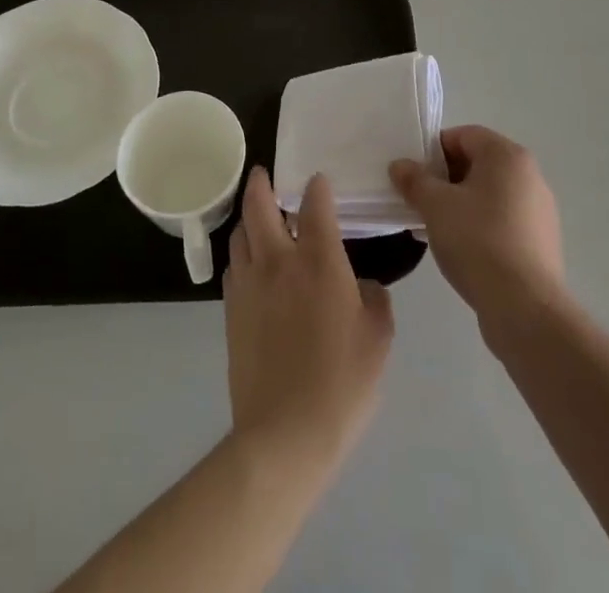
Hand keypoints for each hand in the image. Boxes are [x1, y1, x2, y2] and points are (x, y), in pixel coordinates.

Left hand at [224, 168, 394, 472]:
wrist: (285, 434)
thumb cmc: (342, 382)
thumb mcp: (378, 339)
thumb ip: (375, 300)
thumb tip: (363, 286)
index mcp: (318, 260)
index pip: (315, 205)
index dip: (317, 187)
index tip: (319, 181)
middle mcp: (278, 260)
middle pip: (259, 206)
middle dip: (261, 183)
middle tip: (263, 174)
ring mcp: (249, 284)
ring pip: (240, 233)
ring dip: (248, 218)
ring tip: (257, 218)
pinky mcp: (231, 311)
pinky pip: (233, 267)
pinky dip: (241, 254)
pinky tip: (251, 265)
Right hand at [390, 125, 563, 325]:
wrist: (524, 308)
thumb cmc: (478, 241)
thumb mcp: (435, 206)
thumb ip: (415, 180)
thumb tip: (400, 166)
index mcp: (507, 156)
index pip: (464, 136)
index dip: (434, 151)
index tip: (414, 176)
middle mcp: (529, 175)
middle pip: (478, 164)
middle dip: (445, 179)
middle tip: (421, 202)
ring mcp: (539, 210)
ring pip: (490, 195)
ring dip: (461, 204)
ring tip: (437, 229)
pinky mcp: (541, 242)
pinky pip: (503, 221)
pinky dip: (480, 227)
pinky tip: (462, 251)